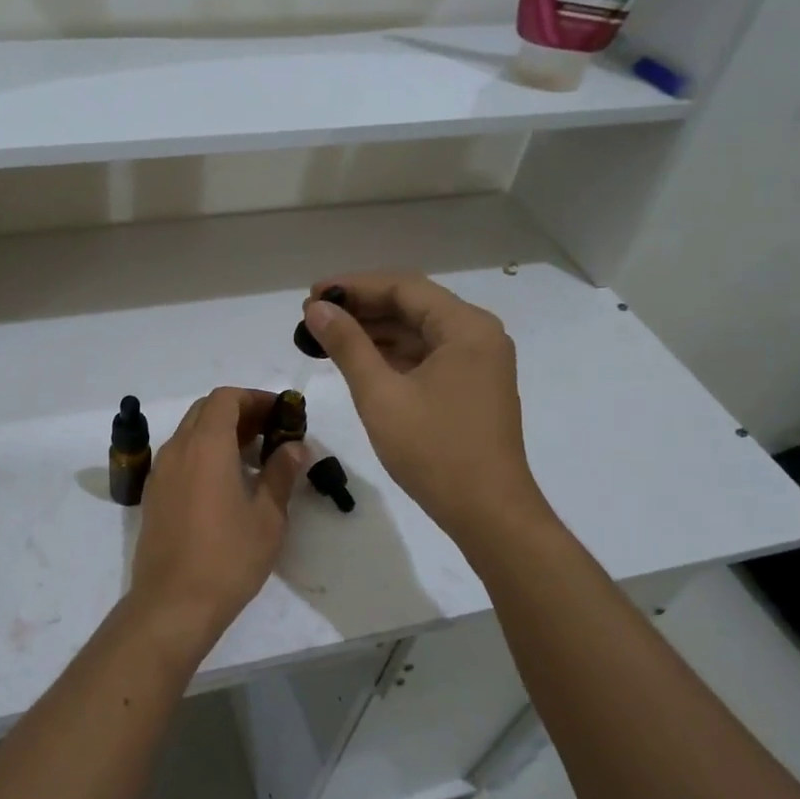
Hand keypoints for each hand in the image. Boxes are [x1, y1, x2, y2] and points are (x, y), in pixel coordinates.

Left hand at [128, 387, 307, 655]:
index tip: (281, 414)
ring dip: (221, 434)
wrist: (173, 603)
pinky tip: (226, 484)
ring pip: (190, 433)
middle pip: (206, 411)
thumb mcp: (268, 516)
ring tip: (253, 459)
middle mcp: (177, 449)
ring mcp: (160, 473)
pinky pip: (180, 457)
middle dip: (239, 413)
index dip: (255, 398)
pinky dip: (203, 454)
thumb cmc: (228, 557)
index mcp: (206, 446)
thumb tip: (295, 447)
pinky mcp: (154, 495)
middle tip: (271, 434)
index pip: (226, 398)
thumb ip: (281, 473)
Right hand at [301, 274, 550, 542]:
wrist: (487, 512)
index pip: (404, 287)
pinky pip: (427, 357)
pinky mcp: (471, 388)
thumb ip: (347, 346)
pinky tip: (359, 361)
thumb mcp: (381, 395)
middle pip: (413, 306)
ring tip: (327, 337)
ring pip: (419, 332)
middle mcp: (478, 336)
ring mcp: (478, 363)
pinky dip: (393, 356)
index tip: (312, 295)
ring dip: (375, 332)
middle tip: (313, 317)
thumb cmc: (434, 451)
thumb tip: (317, 309)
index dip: (354, 286)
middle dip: (362, 308)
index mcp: (466, 328)